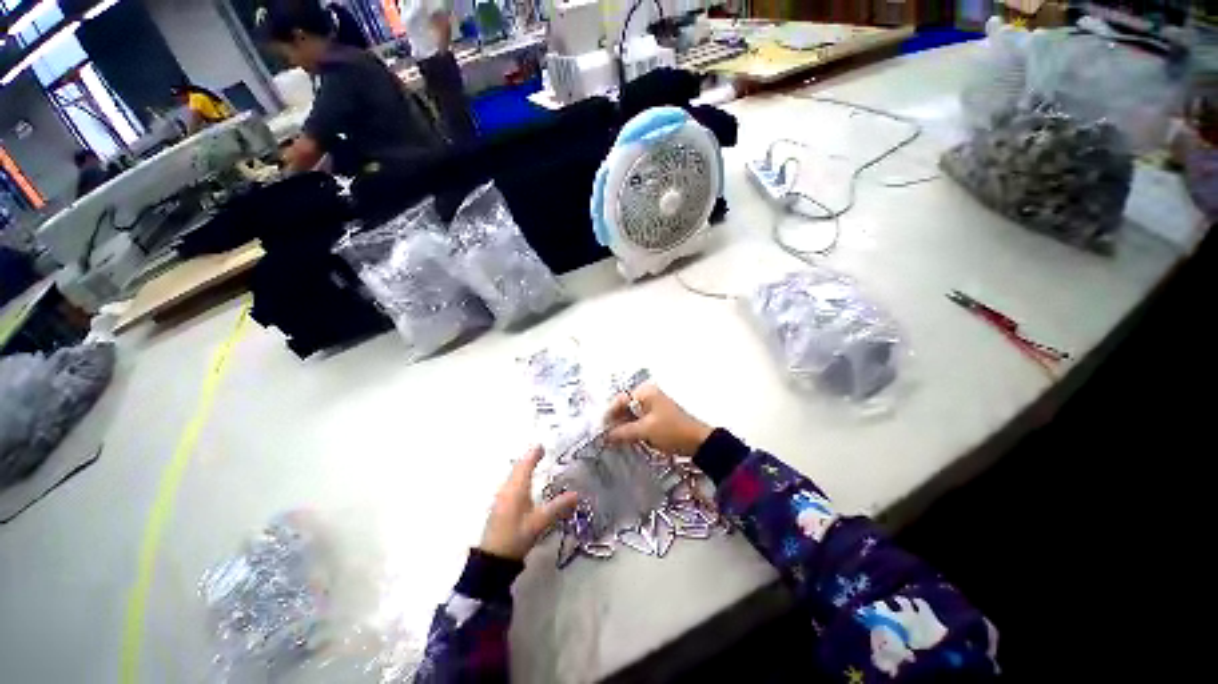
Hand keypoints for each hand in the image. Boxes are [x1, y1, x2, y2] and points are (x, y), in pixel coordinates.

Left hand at [479, 446, 578, 560]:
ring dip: (523, 467)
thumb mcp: (540, 522)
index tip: (542, 446)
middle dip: (528, 459)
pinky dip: (519, 477)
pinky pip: (511, 483)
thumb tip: (576, 494)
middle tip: (540, 452)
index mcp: (517, 489)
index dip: (533, 455)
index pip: (526, 465)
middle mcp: (507, 489)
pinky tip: (523, 483)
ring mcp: (501, 498)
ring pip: (513, 476)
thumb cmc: (516, 536)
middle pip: (518, 468)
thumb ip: (558, 506)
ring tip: (533, 463)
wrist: (492, 559)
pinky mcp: (500, 506)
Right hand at [604, 383, 713, 457]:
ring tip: (612, 440)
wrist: (698, 442)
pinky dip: (631, 429)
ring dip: (623, 427)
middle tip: (605, 436)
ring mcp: (652, 406)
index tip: (600, 428)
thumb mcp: (645, 430)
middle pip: (624, 407)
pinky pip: (638, 421)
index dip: (609, 414)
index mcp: (645, 392)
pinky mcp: (656, 417)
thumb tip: (605, 436)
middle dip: (615, 421)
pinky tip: (625, 440)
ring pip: (631, 415)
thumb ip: (623, 432)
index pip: (620, 400)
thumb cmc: (671, 431)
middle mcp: (647, 395)